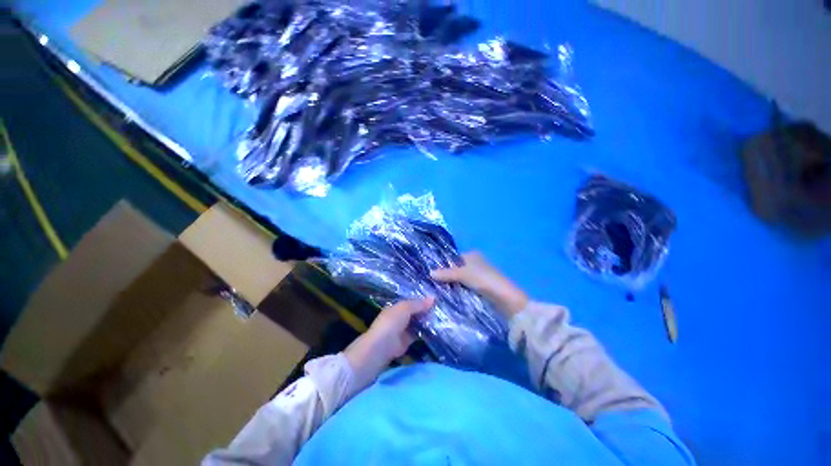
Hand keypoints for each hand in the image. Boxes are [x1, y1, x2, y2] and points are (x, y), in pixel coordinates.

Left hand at [344, 297, 433, 382]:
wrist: (383, 345)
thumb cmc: (392, 321)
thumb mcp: (405, 308)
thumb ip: (418, 304)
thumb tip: (433, 298)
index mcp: (397, 307)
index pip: (412, 302)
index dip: (422, 300)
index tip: (436, 299)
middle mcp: (400, 317)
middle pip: (415, 312)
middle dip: (426, 311)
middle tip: (441, 308)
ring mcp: (403, 329)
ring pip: (418, 323)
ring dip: (427, 321)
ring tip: (442, 317)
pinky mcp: (407, 341)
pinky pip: (419, 334)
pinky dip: (426, 332)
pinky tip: (437, 329)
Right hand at [431, 252, 528, 316]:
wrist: (505, 297)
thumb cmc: (483, 279)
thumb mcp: (462, 274)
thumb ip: (446, 273)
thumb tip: (429, 272)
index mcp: (472, 255)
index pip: (453, 258)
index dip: (443, 265)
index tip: (431, 273)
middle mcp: (475, 263)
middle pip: (456, 269)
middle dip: (446, 276)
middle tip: (433, 283)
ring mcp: (478, 276)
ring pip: (460, 279)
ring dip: (452, 284)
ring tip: (438, 290)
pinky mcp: (481, 287)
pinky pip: (465, 287)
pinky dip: (459, 290)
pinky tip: (450, 295)